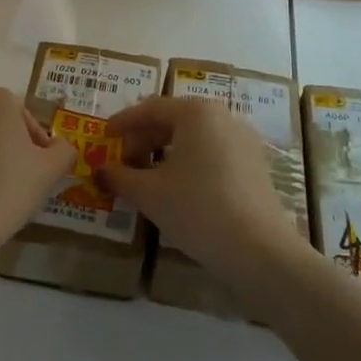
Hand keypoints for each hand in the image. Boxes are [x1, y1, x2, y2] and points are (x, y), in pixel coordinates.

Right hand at [97, 96, 305, 285]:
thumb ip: (119, 177)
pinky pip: (213, 153)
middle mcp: (223, 117)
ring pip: (195, 138)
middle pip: (174, 119)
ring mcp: (244, 141)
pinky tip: (178, 189)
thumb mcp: (149, 194)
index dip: (124, 122)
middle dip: (145, 138)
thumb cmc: (197, 210)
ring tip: (147, 177)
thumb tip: (100, 171)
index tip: (105, 136)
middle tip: (124, 161)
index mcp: (196, 113)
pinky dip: (190, 163)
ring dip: (166, 152)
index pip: (151, 108)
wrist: (260, 251)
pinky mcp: (256, 166)